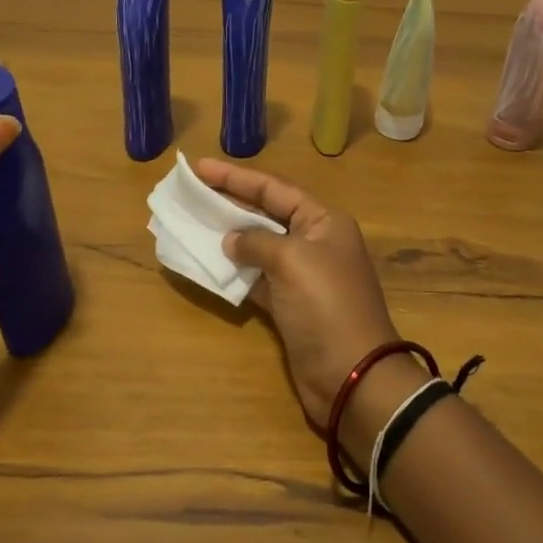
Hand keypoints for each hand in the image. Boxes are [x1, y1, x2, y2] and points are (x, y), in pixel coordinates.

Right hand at [197, 159, 401, 429]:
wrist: (351, 376)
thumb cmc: (326, 306)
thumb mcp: (292, 261)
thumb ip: (257, 242)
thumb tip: (231, 240)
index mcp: (323, 222)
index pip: (275, 189)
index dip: (236, 177)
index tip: (200, 167)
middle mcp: (314, 243)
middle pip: (265, 214)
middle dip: (229, 203)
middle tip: (191, 192)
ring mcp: (302, 276)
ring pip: (258, 247)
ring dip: (228, 237)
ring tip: (192, 224)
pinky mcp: (289, 306)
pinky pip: (255, 279)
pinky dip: (233, 272)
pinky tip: (207, 264)